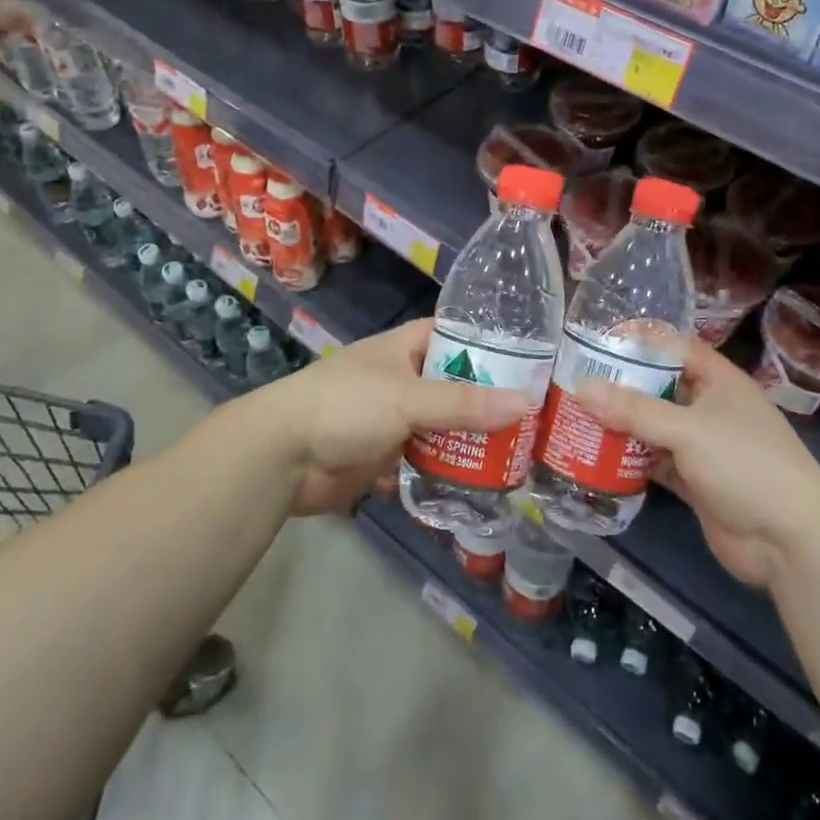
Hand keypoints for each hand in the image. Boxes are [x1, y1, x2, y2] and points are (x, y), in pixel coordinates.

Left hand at [258, 318, 530, 514]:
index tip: (533, 361)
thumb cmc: (345, 406)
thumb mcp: (408, 399)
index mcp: (405, 349)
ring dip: (471, 442)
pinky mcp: (386, 456)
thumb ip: (464, 404)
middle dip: (489, 402)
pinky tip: (484, 483)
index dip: (491, 345)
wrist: (282, 457)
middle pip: (456, 386)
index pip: (456, 336)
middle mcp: (404, 380)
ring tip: (521, 455)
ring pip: (444, 427)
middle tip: (537, 418)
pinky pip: (426, 461)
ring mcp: (395, 420)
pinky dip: (448, 471)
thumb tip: (526, 404)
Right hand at [573, 338, 819, 585]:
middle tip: (575, 380)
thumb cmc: (745, 465)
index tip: (598, 340)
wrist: (790, 541)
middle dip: (623, 387)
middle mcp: (711, 409)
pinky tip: (595, 457)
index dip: (642, 343)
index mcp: (720, 382)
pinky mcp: (696, 483)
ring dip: (623, 425)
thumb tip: (582, 388)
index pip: (677, 348)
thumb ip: (634, 410)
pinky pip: (656, 463)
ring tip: (576, 415)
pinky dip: (631, 461)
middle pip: (661, 389)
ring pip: (655, 428)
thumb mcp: (688, 430)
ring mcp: (704, 448)